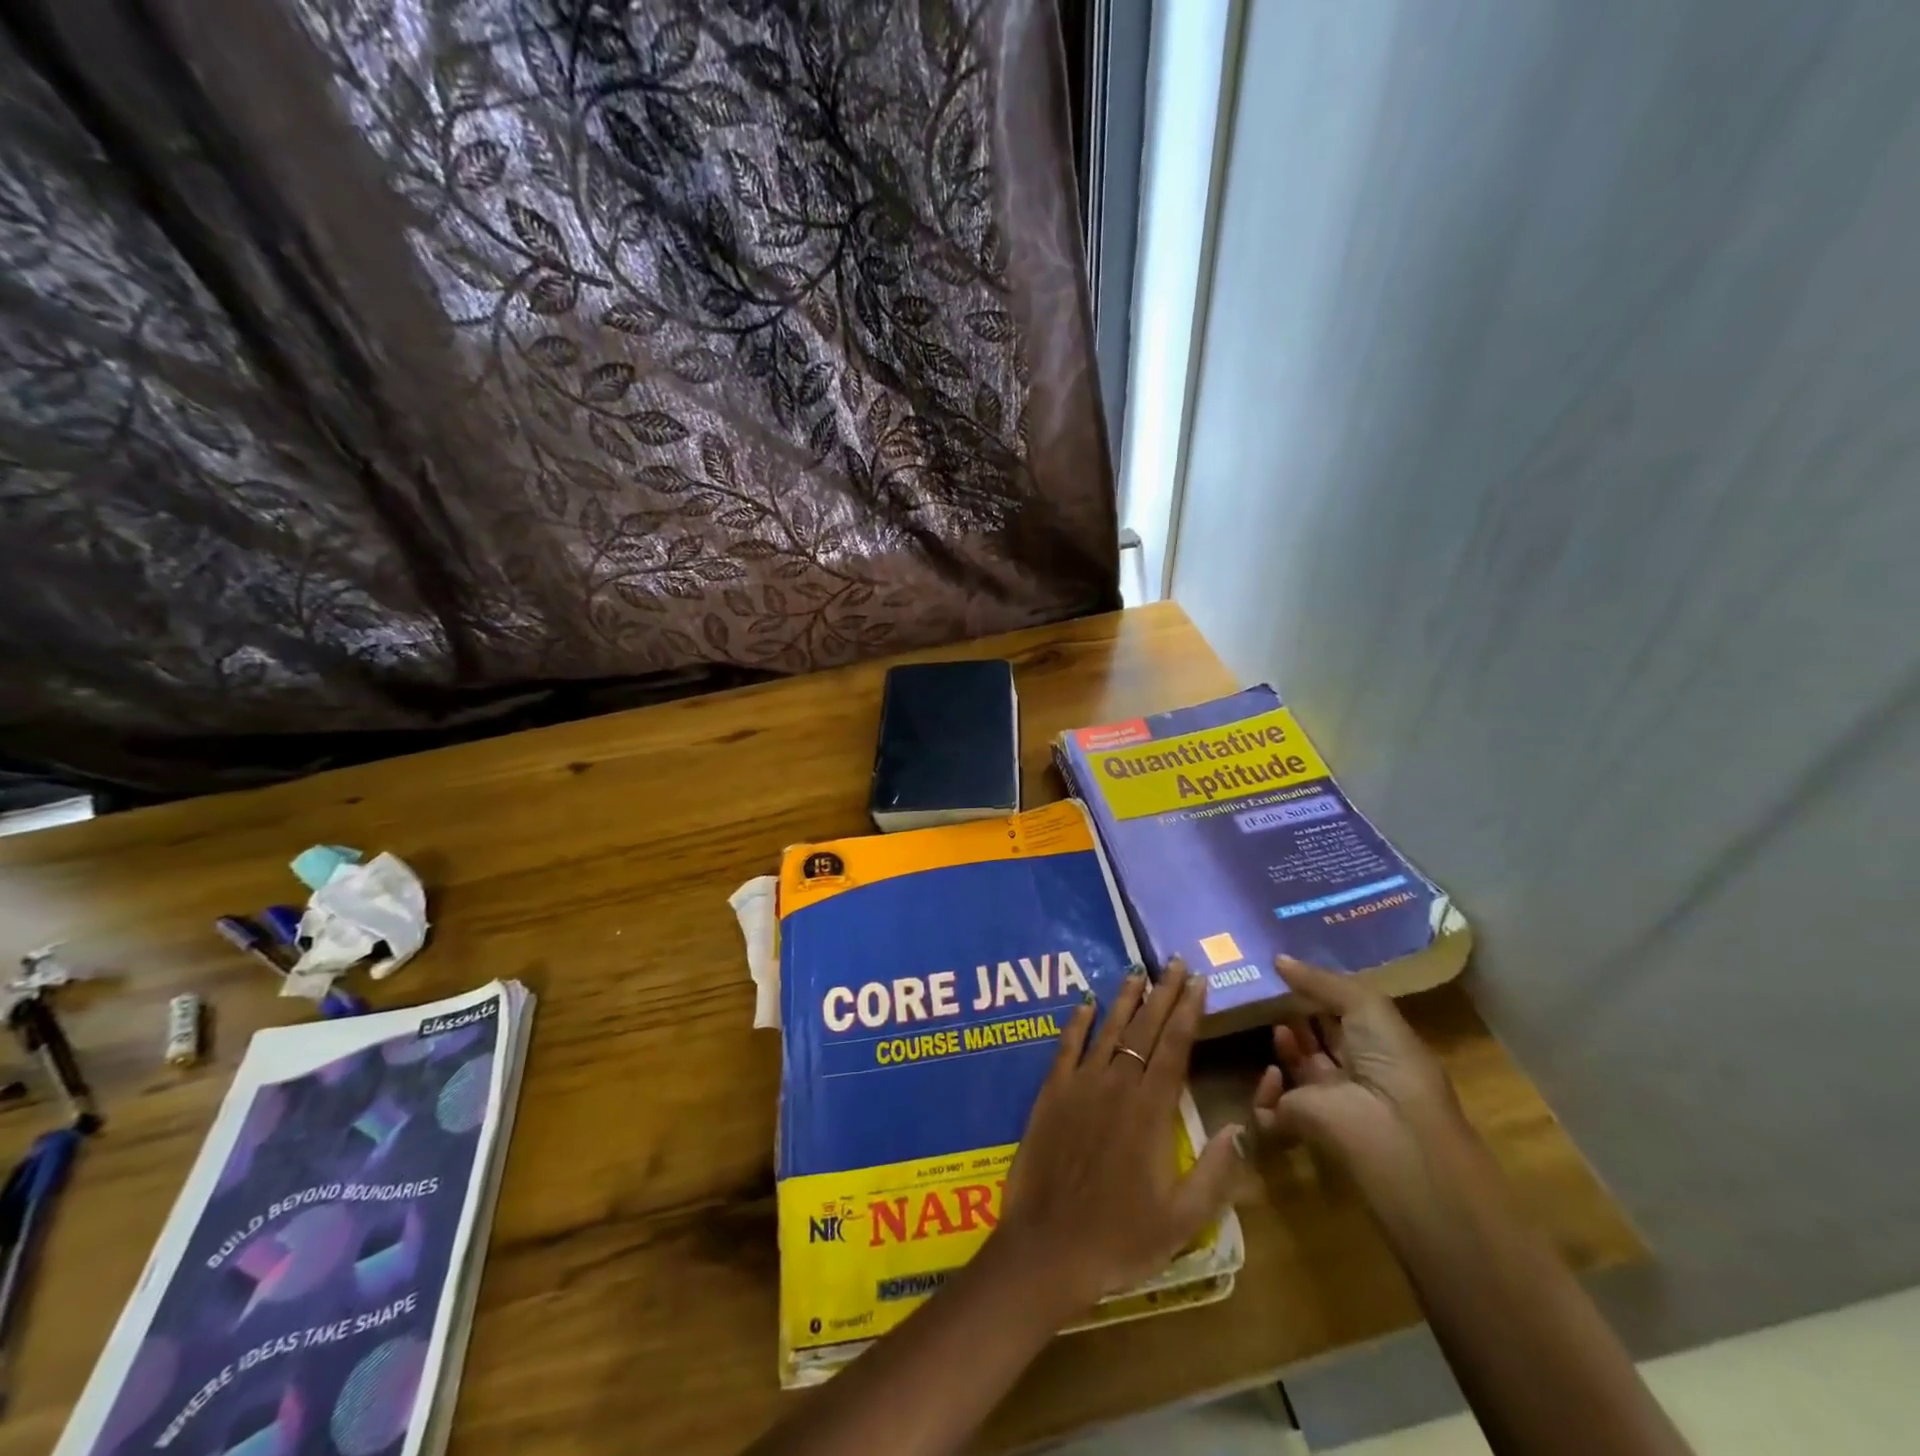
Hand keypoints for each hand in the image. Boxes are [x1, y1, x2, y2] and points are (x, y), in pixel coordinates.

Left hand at [998, 959, 1243, 1318]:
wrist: (1049, 1247)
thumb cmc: (1121, 1238)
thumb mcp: (1183, 1219)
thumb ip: (1216, 1171)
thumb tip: (1241, 1125)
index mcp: (1151, 1111)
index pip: (1175, 1047)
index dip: (1188, 1011)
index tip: (1198, 981)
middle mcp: (1117, 1085)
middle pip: (1144, 1029)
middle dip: (1163, 993)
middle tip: (1174, 962)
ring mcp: (1080, 1085)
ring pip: (1108, 1030)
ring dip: (1125, 999)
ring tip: (1137, 971)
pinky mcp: (1051, 1092)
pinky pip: (1066, 1047)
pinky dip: (1077, 1022)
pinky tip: (1085, 1002)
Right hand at [1251, 956, 1467, 1187]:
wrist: (1390, 1133)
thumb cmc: (1391, 1062)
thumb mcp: (1366, 1005)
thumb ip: (1321, 980)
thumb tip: (1278, 959)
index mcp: (1379, 1047)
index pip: (1345, 1017)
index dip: (1320, 995)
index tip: (1289, 972)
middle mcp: (1354, 1073)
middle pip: (1317, 1039)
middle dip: (1295, 1015)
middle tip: (1270, 990)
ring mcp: (1325, 1100)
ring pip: (1293, 1067)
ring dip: (1283, 1046)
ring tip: (1274, 1024)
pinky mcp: (1297, 1123)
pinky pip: (1267, 1107)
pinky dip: (1264, 1092)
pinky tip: (1273, 1073)